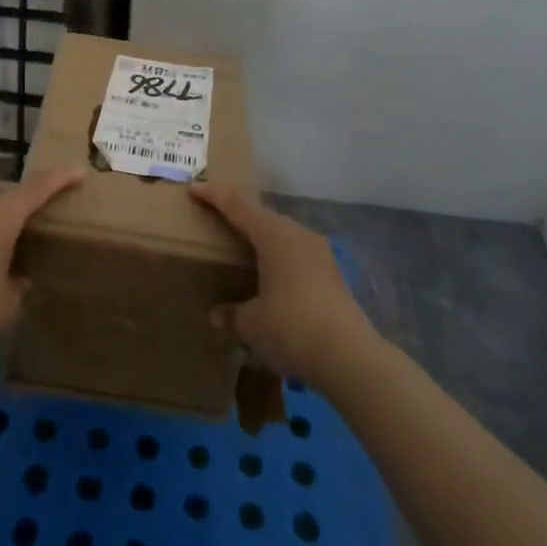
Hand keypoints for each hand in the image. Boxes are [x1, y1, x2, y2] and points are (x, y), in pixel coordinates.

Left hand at [0, 169, 81, 374]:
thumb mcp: (8, 302)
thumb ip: (18, 280)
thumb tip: (17, 275)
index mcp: (0, 215)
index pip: (38, 188)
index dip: (61, 178)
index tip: (80, 172)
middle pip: (10, 199)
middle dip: (29, 207)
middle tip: (48, 220)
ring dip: (3, 225)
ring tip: (18, 246)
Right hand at [191, 183, 376, 387]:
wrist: (351, 358)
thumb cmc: (292, 328)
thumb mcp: (252, 324)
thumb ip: (232, 314)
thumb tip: (218, 314)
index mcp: (273, 234)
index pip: (237, 206)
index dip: (214, 196)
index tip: (195, 188)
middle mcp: (297, 234)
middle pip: (262, 216)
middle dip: (239, 215)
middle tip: (217, 216)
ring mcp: (319, 254)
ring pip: (282, 235)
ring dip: (261, 238)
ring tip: (244, 248)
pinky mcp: (332, 275)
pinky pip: (296, 256)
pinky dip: (278, 259)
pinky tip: (272, 278)